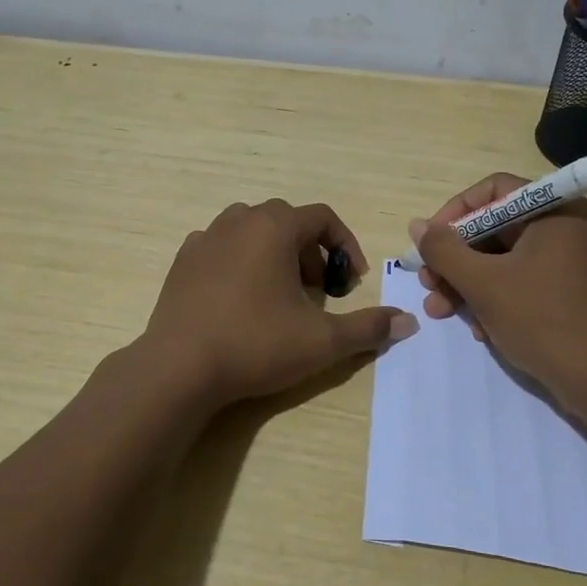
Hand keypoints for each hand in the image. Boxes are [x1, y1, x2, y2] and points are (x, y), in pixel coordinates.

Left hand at [141, 199, 417, 409]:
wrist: (179, 368)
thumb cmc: (256, 344)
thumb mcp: (322, 341)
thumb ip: (368, 328)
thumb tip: (408, 322)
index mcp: (274, 226)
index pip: (322, 217)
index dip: (345, 245)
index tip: (351, 281)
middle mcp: (238, 220)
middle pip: (287, 221)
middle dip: (311, 251)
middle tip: (318, 291)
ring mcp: (205, 237)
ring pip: (252, 230)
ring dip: (274, 253)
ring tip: (280, 293)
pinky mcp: (182, 260)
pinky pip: (222, 247)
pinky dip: (240, 262)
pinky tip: (240, 299)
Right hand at [410, 173, 586, 403]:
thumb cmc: (542, 320)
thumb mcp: (483, 283)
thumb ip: (444, 250)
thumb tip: (417, 225)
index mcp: (555, 211)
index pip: (493, 191)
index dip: (454, 213)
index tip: (430, 242)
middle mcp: (567, 228)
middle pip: (496, 228)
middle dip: (456, 259)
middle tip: (428, 284)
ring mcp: (573, 262)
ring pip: (506, 259)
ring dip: (468, 283)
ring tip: (441, 312)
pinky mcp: (572, 292)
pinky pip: (524, 281)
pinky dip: (496, 298)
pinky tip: (478, 329)